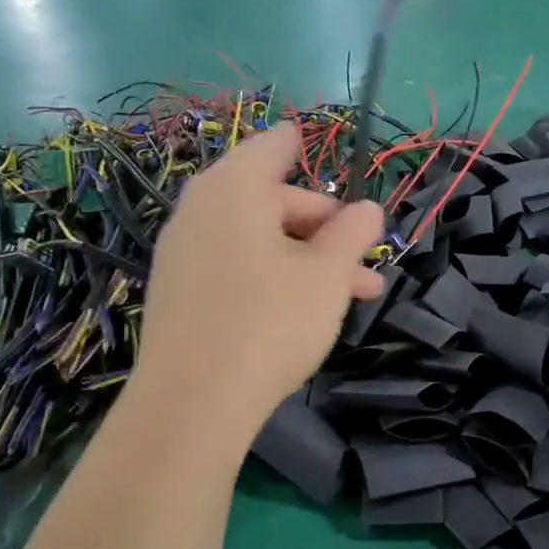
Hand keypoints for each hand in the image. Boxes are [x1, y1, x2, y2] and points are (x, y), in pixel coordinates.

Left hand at [136, 125, 383, 437]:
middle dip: (326, 227)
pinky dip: (273, 276)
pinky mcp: (179, 293)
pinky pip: (235, 267)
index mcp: (235, 187)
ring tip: (357, 296)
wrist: (193, 403)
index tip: (334, 162)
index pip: (275, 146)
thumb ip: (353, 234)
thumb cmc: (270, 321)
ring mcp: (185, 253)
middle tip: (365, 261)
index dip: (307, 147)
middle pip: (273, 199)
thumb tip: (369, 209)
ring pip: (259, 240)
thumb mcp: (328, 275)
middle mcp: (202, 209)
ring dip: (309, 259)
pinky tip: (305, 312)